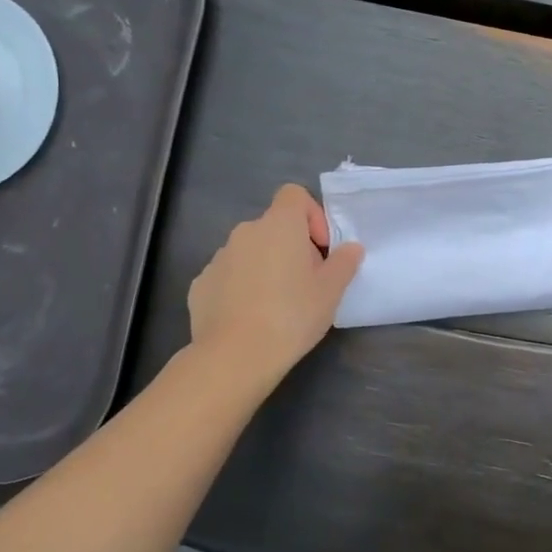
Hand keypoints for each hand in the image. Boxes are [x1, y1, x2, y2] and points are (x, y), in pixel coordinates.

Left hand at [187, 185, 364, 386]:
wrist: (234, 356)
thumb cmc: (291, 315)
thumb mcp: (331, 291)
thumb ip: (344, 262)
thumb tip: (351, 248)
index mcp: (279, 225)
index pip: (294, 194)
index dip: (312, 215)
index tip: (321, 249)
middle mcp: (245, 232)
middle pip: (274, 226)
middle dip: (292, 248)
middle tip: (307, 283)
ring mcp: (218, 258)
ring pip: (251, 252)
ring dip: (266, 267)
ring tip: (278, 305)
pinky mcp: (201, 284)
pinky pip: (229, 276)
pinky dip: (242, 287)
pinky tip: (250, 318)